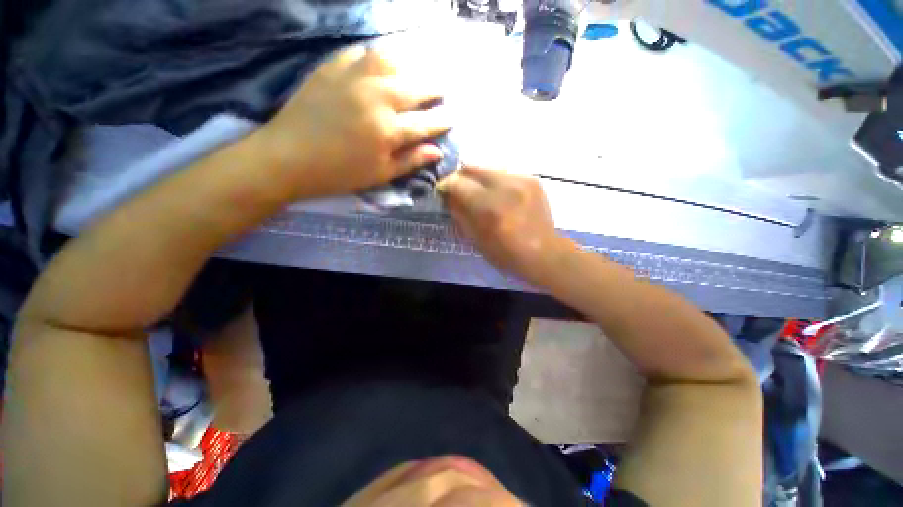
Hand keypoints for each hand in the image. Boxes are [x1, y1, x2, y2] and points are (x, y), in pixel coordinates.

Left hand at [255, 45, 451, 198]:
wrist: (287, 157)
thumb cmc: (339, 173)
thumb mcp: (380, 174)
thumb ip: (411, 161)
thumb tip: (437, 152)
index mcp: (388, 130)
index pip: (425, 123)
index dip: (442, 120)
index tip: (453, 117)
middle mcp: (376, 97)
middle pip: (414, 87)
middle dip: (433, 88)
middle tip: (441, 89)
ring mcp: (352, 78)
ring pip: (390, 60)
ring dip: (408, 64)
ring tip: (414, 71)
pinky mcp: (330, 68)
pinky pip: (358, 53)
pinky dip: (374, 56)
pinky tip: (379, 62)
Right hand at [438, 165, 575, 283]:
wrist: (545, 254)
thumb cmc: (507, 254)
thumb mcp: (477, 239)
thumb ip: (460, 214)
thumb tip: (448, 196)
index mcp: (490, 207)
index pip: (458, 182)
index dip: (445, 185)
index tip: (442, 191)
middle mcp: (506, 187)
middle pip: (472, 167)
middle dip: (460, 177)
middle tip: (458, 190)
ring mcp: (522, 180)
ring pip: (488, 168)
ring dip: (478, 179)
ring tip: (479, 193)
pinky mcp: (532, 179)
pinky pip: (504, 173)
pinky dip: (494, 181)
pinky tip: (498, 195)